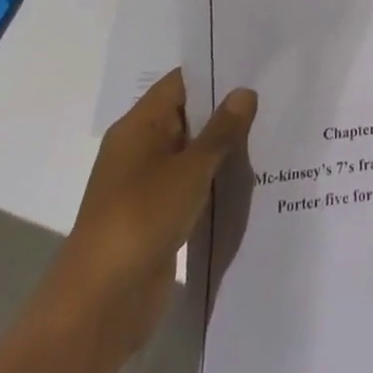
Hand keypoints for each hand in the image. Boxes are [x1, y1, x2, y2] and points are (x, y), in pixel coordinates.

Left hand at [35, 69, 257, 363]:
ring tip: (271, 133)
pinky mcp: (155, 218)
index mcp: (138, 126)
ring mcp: (146, 186)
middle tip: (273, 97)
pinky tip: (250, 179)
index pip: (181, 83)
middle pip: (188, 116)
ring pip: (192, 154)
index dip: (215, 72)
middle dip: (226, 110)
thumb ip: (221, 130)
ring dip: (223, 149)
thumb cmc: (141, 220)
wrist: (100, 306)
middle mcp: (140, 149)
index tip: (256, 66)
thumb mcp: (190, 169)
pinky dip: (214, 181)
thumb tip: (244, 91)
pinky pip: (191, 187)